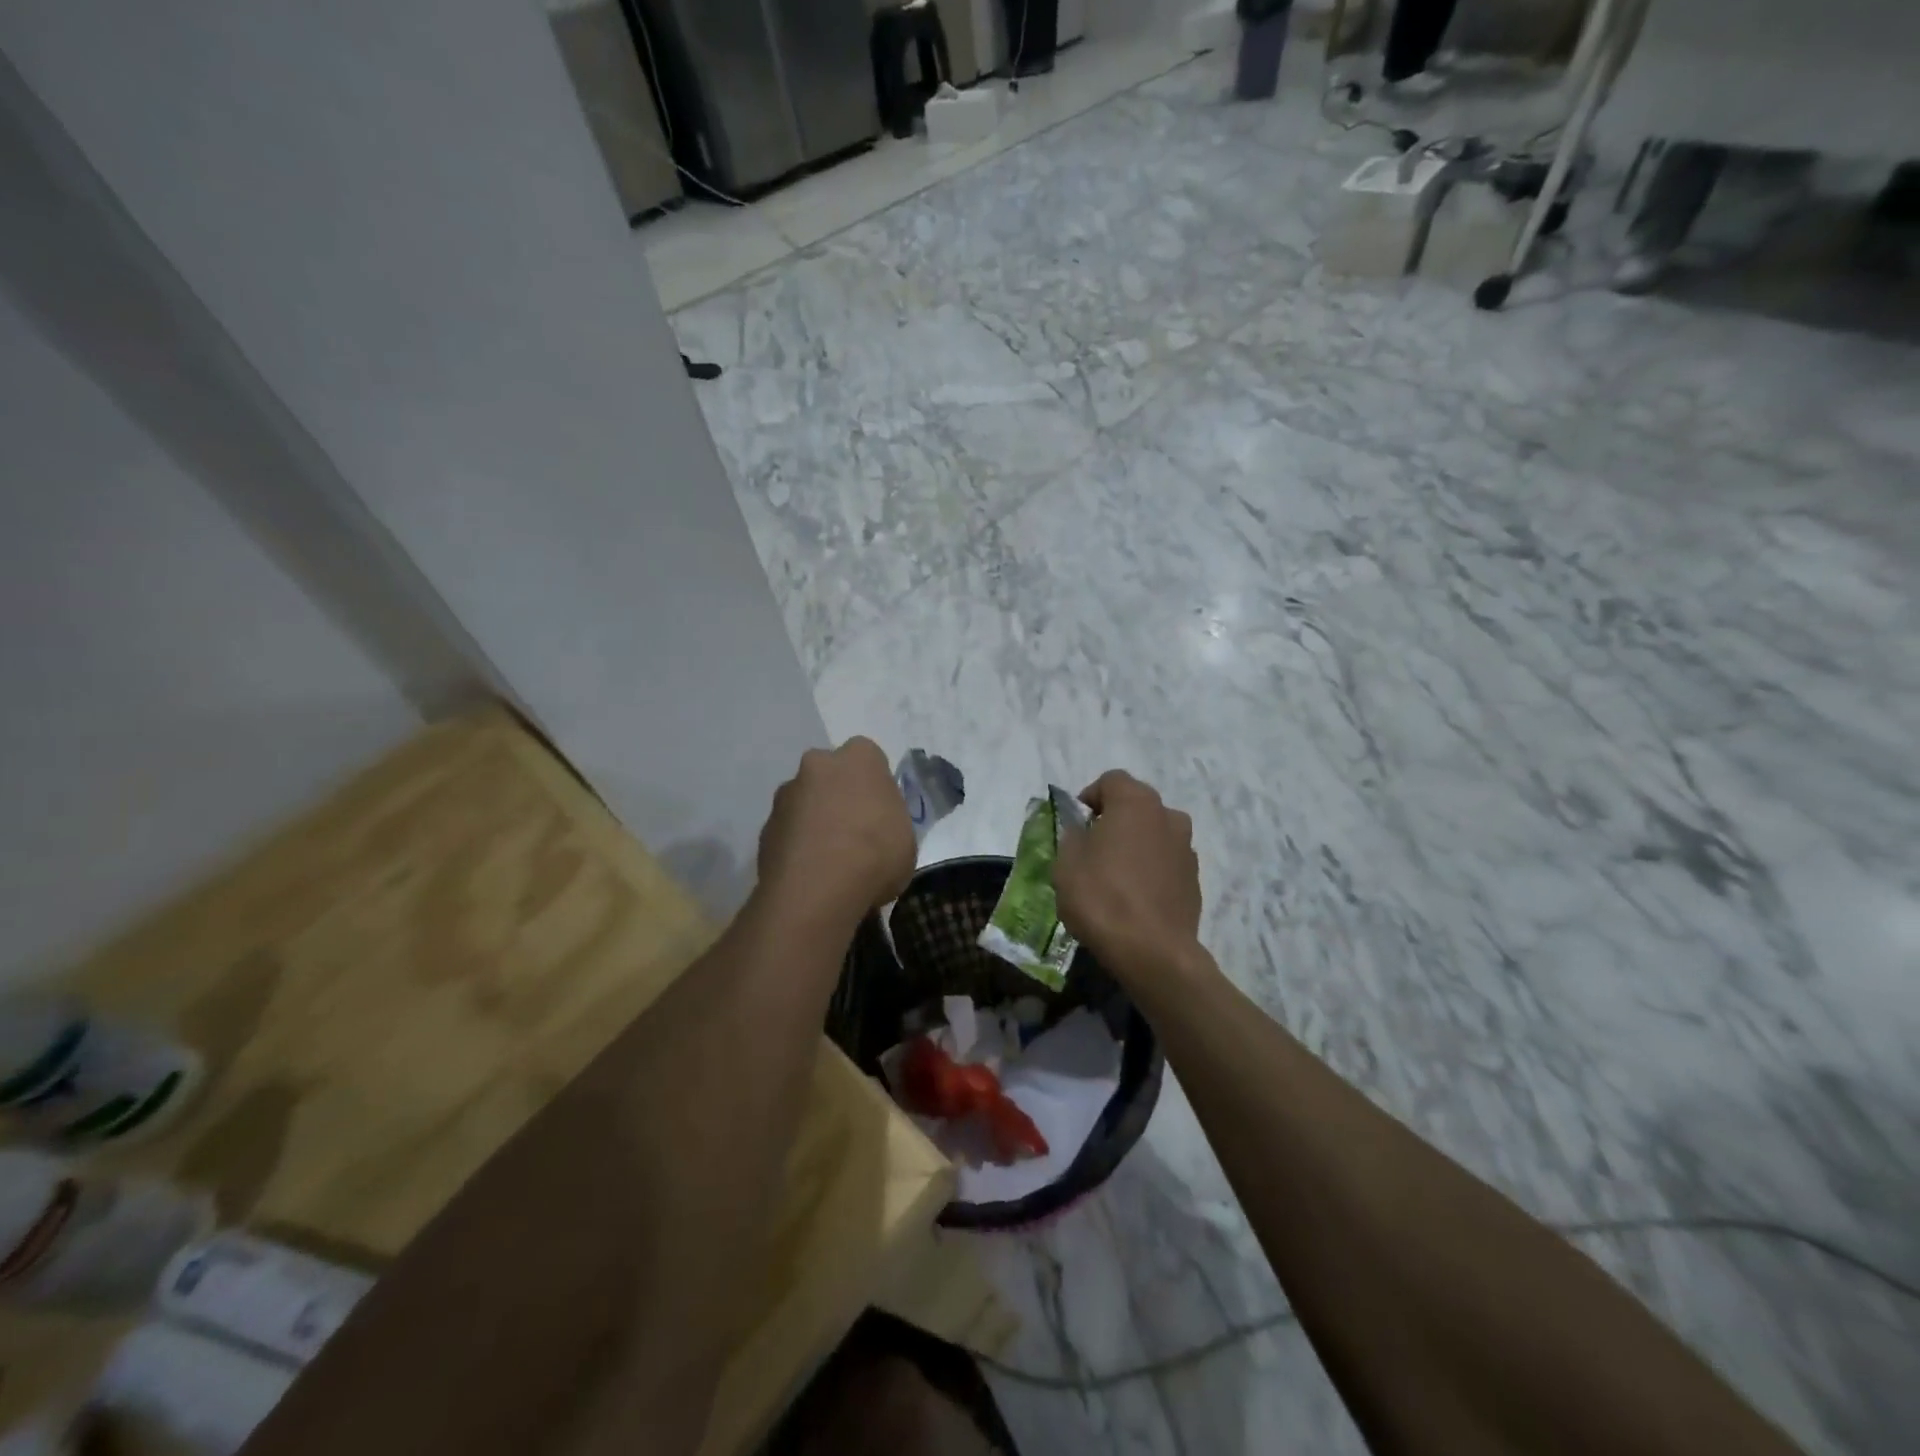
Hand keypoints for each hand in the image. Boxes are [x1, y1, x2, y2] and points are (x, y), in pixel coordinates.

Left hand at [757, 737, 915, 922]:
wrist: (818, 889)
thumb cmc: (876, 854)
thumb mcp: (905, 838)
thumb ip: (887, 821)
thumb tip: (875, 827)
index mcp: (859, 757)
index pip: (869, 758)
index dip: (873, 786)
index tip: (879, 813)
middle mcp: (818, 765)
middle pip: (830, 776)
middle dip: (838, 797)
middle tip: (854, 834)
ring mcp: (786, 795)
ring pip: (805, 803)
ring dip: (815, 823)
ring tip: (830, 863)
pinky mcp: (764, 828)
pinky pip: (788, 832)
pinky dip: (797, 847)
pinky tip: (810, 876)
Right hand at [1053, 770, 1201, 977]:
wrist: (1154, 952)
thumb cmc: (1102, 898)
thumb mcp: (1067, 863)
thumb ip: (1073, 837)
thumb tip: (1083, 831)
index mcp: (1135, 803)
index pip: (1111, 780)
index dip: (1090, 797)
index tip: (1077, 824)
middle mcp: (1167, 816)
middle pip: (1136, 805)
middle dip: (1115, 819)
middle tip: (1093, 848)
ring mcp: (1187, 848)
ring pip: (1154, 833)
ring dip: (1136, 844)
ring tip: (1115, 875)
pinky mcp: (1195, 879)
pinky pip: (1166, 862)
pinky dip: (1151, 869)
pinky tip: (1135, 897)